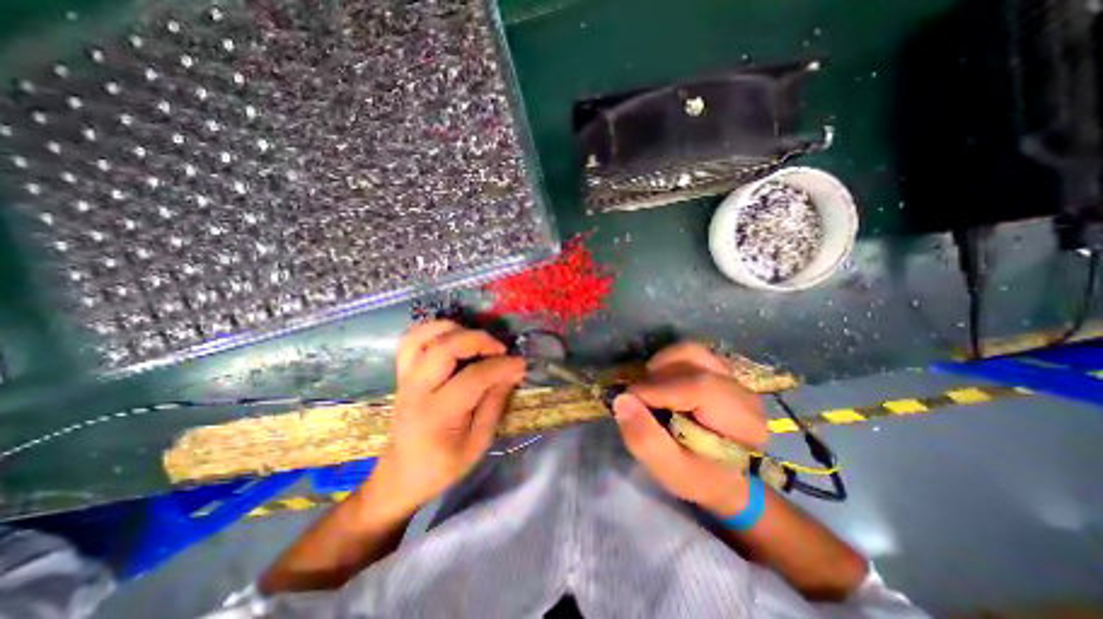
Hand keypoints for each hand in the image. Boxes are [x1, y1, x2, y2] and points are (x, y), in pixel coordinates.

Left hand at [365, 321, 527, 519]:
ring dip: (454, 329)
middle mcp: (417, 390)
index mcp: (437, 415)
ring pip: (423, 336)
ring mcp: (405, 378)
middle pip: (444, 348)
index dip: (501, 366)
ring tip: (476, 339)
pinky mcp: (402, 373)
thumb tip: (514, 371)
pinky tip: (453, 336)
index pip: (473, 378)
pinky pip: (411, 339)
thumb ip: (495, 403)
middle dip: (478, 339)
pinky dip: (433, 330)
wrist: (401, 475)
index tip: (520, 363)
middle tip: (499, 348)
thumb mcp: (478, 443)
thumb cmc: (443, 466)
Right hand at [613, 344, 769, 516]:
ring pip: (691, 352)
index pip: (699, 388)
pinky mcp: (720, 370)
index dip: (657, 389)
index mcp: (742, 422)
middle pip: (694, 362)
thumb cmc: (700, 477)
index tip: (629, 400)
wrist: (725, 476)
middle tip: (639, 398)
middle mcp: (742, 391)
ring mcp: (732, 377)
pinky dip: (668, 362)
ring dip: (662, 365)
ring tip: (650, 388)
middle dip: (657, 376)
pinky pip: (690, 354)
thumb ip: (646, 439)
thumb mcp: (670, 471)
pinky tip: (661, 383)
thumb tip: (622, 399)